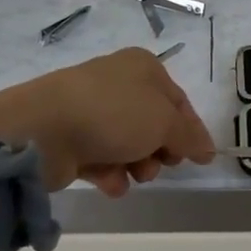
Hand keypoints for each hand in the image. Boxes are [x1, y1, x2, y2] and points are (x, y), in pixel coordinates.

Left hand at [0, 48, 215, 195]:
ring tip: (133, 174)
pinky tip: (111, 183)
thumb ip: (190, 137)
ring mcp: (91, 111)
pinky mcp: (70, 137)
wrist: (43, 129)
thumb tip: (207, 149)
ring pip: (128, 144)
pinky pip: (101, 158)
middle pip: (154, 125)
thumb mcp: (165, 122)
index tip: (200, 159)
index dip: (192, 131)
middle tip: (160, 163)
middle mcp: (118, 83)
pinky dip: (110, 173)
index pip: (179, 101)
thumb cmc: (114, 114)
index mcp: (143, 67)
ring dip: (138, 165)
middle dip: (161, 151)